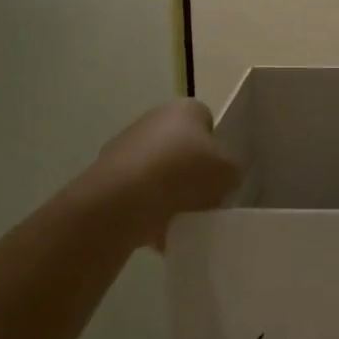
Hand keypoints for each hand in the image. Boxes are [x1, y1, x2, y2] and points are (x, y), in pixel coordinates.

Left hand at [65, 99, 239, 246]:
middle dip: (191, 172)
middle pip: (181, 147)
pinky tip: (157, 229)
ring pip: (158, 171)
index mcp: (185, 108)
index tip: (219, 174)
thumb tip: (225, 175)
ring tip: (180, 219)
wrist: (122, 200)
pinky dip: (147, 208)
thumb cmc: (183, 173)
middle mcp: (153, 118)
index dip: (216, 148)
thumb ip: (232, 170)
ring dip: (168, 192)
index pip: (208, 122)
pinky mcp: (106, 174)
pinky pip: (137, 192)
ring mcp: (126, 145)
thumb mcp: (229, 171)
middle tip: (203, 198)